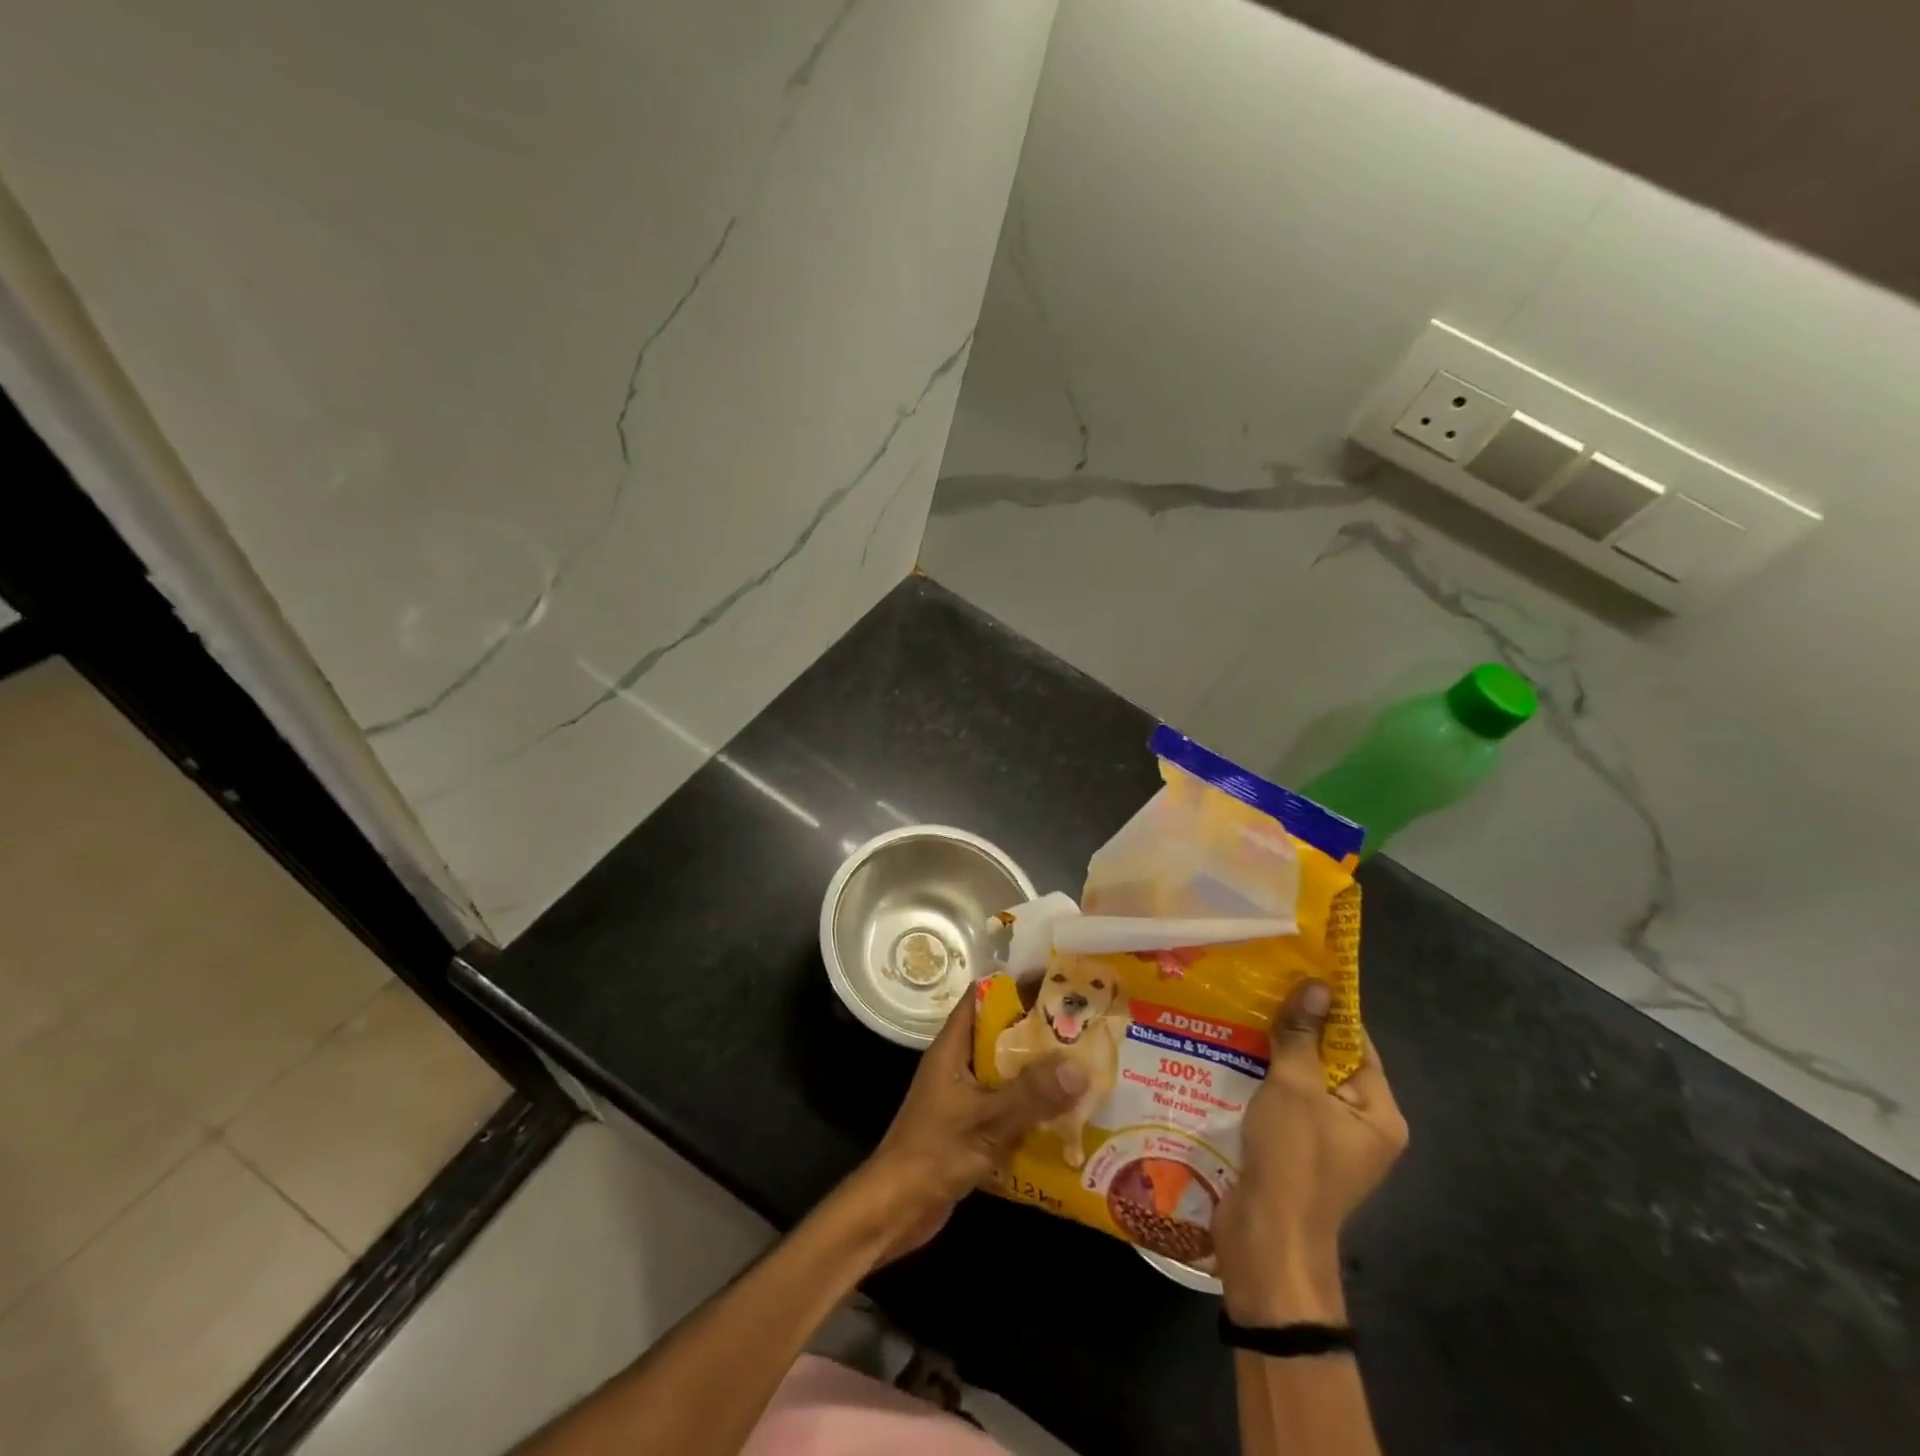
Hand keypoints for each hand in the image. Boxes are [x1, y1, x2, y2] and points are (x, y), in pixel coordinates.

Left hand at [847, 994, 1087, 1262]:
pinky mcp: (971, 1126)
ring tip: (1085, 1064)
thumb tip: (1079, 1066)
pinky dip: (1032, 1105)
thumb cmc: (933, 1153)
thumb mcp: (986, 1121)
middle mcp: (958, 1064)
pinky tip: (1066, 1114)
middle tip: (1084, 1026)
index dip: (1016, 985)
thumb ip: (1031, 1094)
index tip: (1057, 982)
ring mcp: (963, 1096)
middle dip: (1038, 1030)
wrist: (895, 1210)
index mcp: (952, 1047)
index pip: (983, 997)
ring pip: (1006, 1071)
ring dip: (1039, 1070)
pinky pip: (1007, 1104)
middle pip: (1001, 1034)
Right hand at [1214, 979, 1407, 1325]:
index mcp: (1379, 1114)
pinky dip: (1262, 1082)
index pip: (1357, 1045)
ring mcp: (1327, 1143)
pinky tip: (1230, 1058)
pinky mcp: (1296, 1153)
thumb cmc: (1293, 1157)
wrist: (1267, 1238)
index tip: (1294, 975)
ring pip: (1301, 1083)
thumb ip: (1302, 1035)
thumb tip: (1317, 985)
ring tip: (1237, 1016)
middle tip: (1257, 991)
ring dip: (1272, 1054)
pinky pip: (1283, 1104)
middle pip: (1328, 1063)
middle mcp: (1360, 1127)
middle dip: (1294, 1030)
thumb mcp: (1295, 1086)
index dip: (1327, 1010)